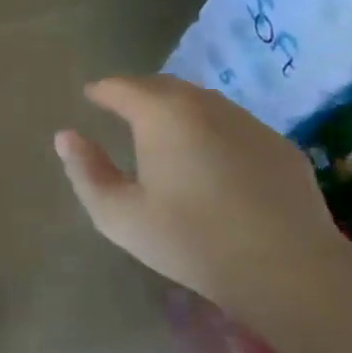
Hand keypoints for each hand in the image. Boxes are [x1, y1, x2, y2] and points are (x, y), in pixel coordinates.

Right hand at [54, 75, 345, 301]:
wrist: (285, 267)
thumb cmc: (189, 239)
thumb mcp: (119, 214)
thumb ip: (86, 171)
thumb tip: (66, 136)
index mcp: (162, 115)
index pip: (123, 87)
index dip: (102, 90)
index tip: (91, 95)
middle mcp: (206, 105)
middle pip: (164, 86)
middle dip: (138, 92)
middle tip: (122, 107)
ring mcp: (248, 122)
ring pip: (202, 102)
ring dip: (176, 107)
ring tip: (163, 129)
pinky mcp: (278, 145)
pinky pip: (233, 124)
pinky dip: (211, 128)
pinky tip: (210, 157)